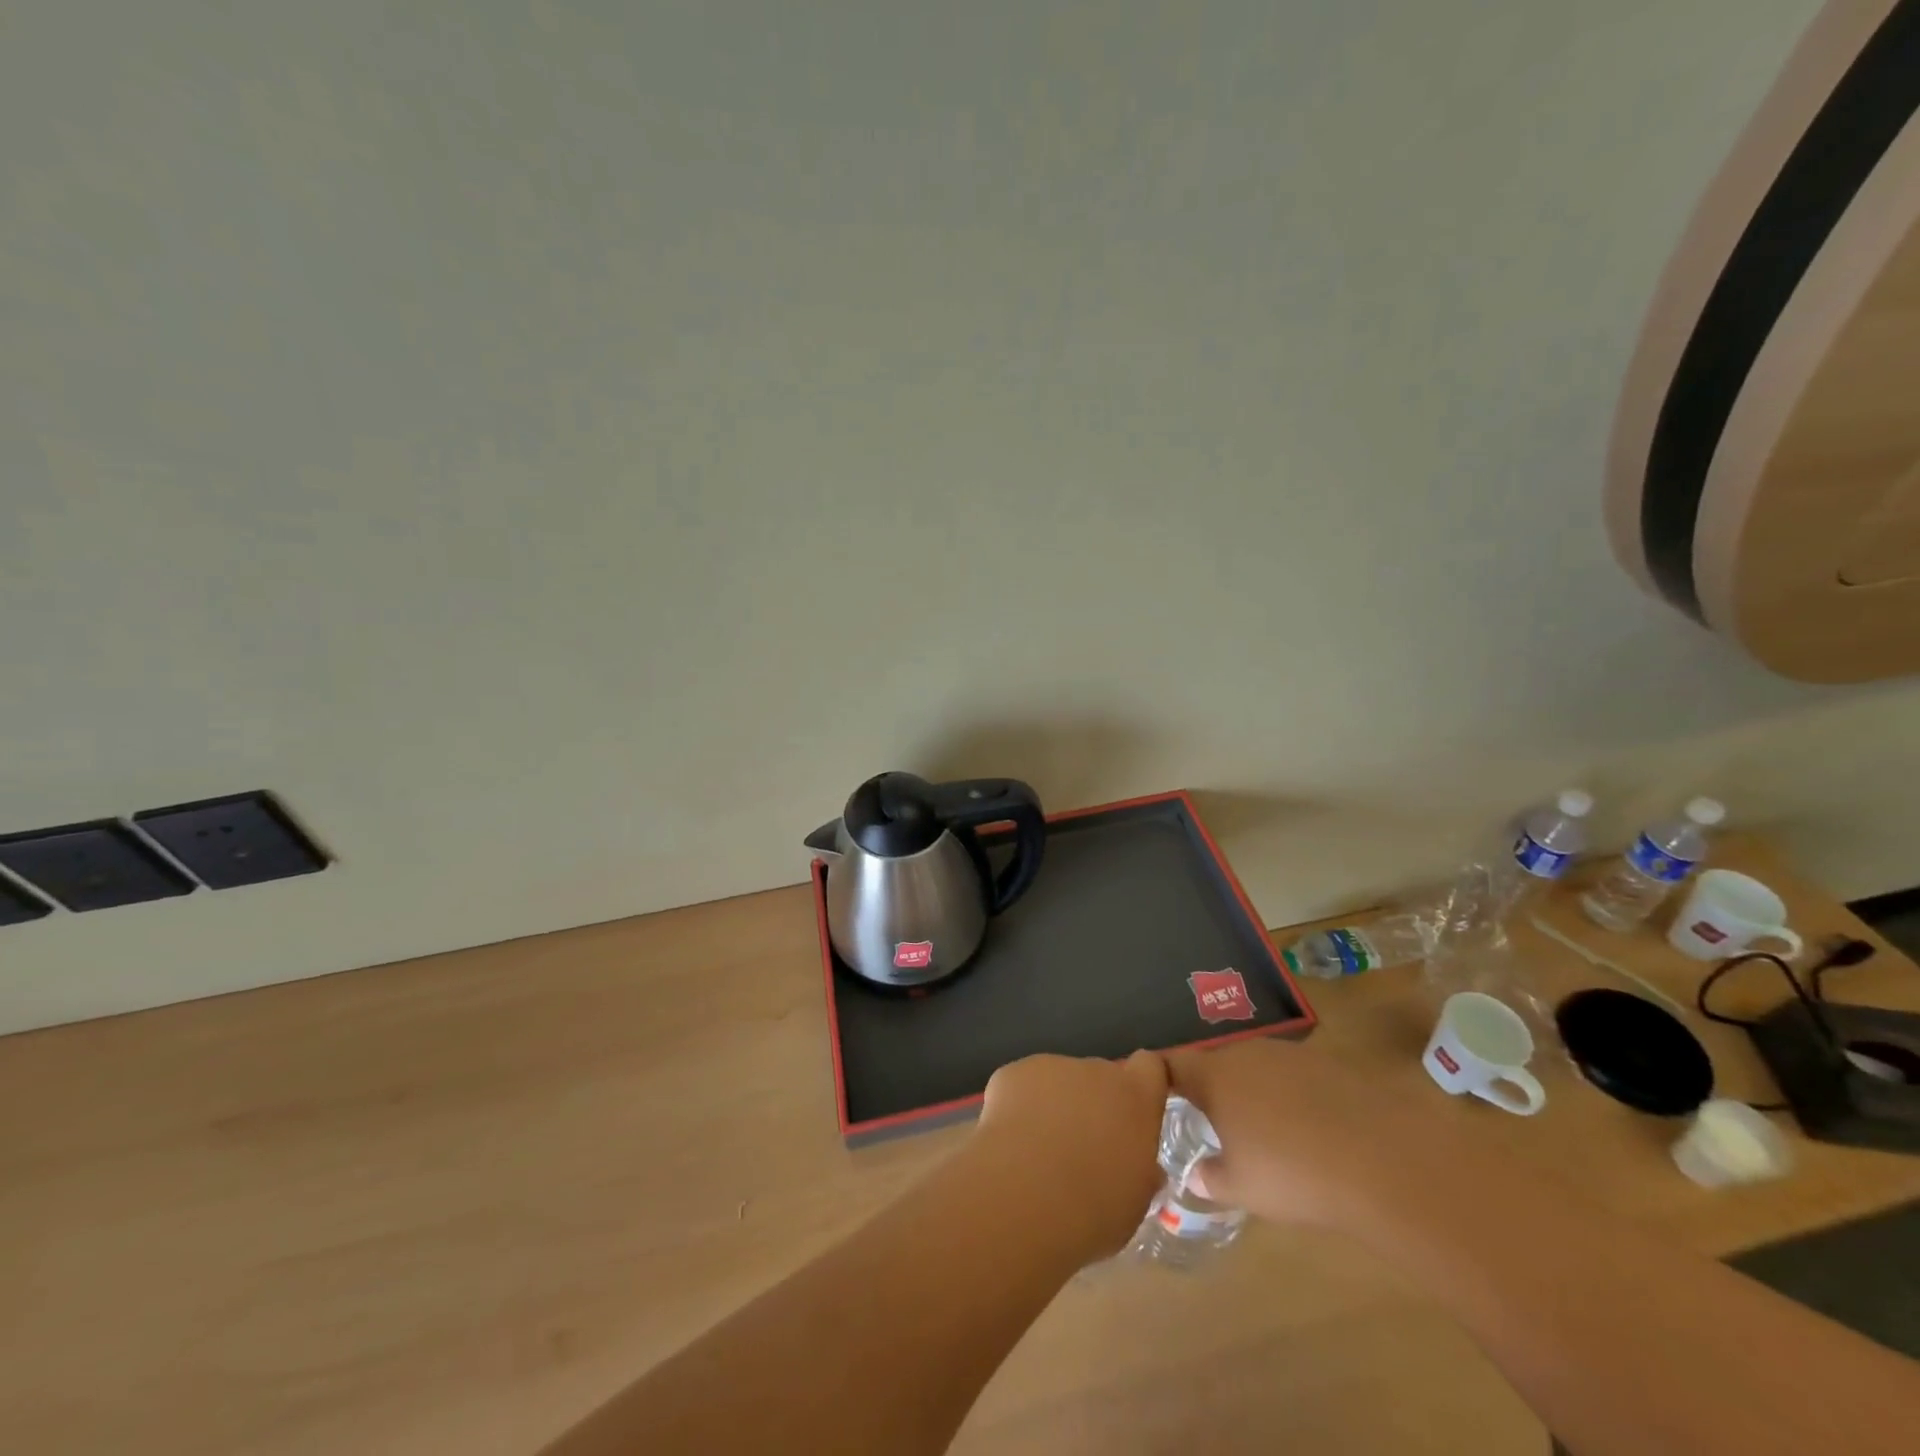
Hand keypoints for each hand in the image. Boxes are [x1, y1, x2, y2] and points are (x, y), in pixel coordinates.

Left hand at [973, 1051, 1169, 1258]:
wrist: (1026, 1195)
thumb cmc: (1094, 1208)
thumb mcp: (1133, 1201)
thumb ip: (1139, 1172)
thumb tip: (1141, 1168)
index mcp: (1134, 1098)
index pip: (1149, 1066)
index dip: (1140, 1084)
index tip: (1132, 1111)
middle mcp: (1096, 1071)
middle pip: (1099, 1077)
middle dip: (1092, 1105)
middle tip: (1079, 1149)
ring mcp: (1052, 1066)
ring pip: (1057, 1082)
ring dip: (1053, 1107)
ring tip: (1037, 1154)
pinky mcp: (1013, 1072)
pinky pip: (1021, 1086)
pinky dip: (1017, 1108)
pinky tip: (1009, 1145)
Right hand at [1166, 1039, 1465, 1228]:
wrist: (1380, 1159)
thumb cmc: (1292, 1173)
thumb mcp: (1241, 1188)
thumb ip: (1211, 1179)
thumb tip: (1196, 1175)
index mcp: (1214, 1076)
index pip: (1171, 1064)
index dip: (1160, 1077)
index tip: (1155, 1095)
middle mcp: (1244, 1053)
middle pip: (1215, 1064)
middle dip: (1210, 1089)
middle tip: (1211, 1122)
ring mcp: (1288, 1054)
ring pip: (1255, 1068)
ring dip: (1251, 1091)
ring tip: (1261, 1129)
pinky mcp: (1327, 1064)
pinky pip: (1292, 1076)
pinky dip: (1289, 1096)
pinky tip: (1306, 1129)